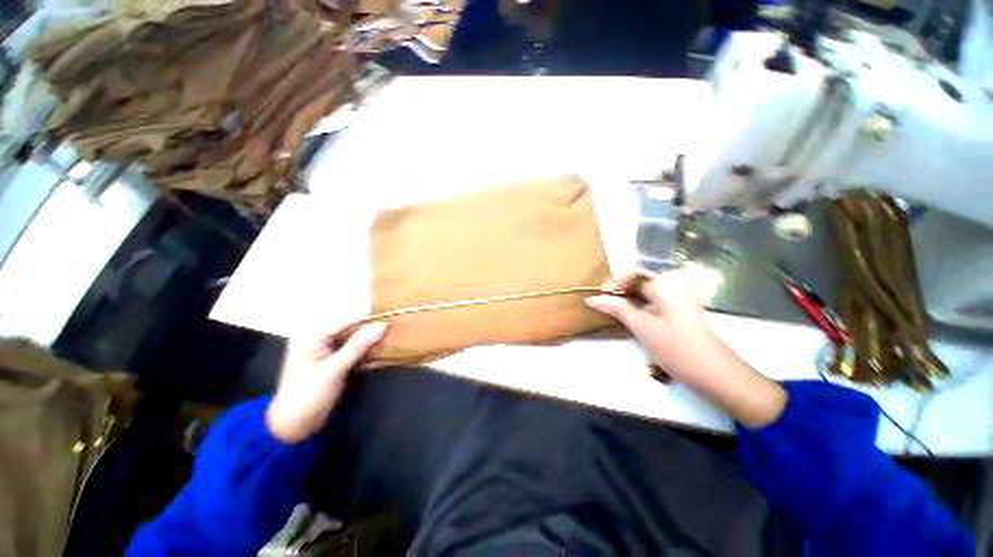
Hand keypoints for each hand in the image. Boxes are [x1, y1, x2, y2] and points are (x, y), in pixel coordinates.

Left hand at [266, 322, 386, 442]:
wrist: (294, 428)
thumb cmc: (307, 396)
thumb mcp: (333, 369)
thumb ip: (358, 346)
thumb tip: (383, 325)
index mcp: (312, 335)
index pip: (346, 320)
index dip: (369, 319)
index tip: (393, 318)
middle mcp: (319, 338)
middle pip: (351, 329)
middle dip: (372, 331)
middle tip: (395, 331)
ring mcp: (327, 351)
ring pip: (356, 340)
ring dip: (372, 343)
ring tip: (393, 341)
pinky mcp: (335, 362)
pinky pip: (355, 352)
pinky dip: (367, 354)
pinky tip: (382, 355)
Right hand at [585, 271, 718, 375]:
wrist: (715, 374)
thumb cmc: (676, 348)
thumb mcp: (642, 326)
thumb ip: (617, 308)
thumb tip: (593, 299)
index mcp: (666, 285)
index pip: (633, 273)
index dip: (614, 282)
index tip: (601, 296)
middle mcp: (674, 286)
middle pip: (640, 280)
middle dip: (620, 291)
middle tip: (605, 305)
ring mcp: (679, 299)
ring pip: (646, 292)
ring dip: (628, 299)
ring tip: (614, 311)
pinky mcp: (680, 311)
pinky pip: (654, 301)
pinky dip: (639, 306)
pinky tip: (631, 317)